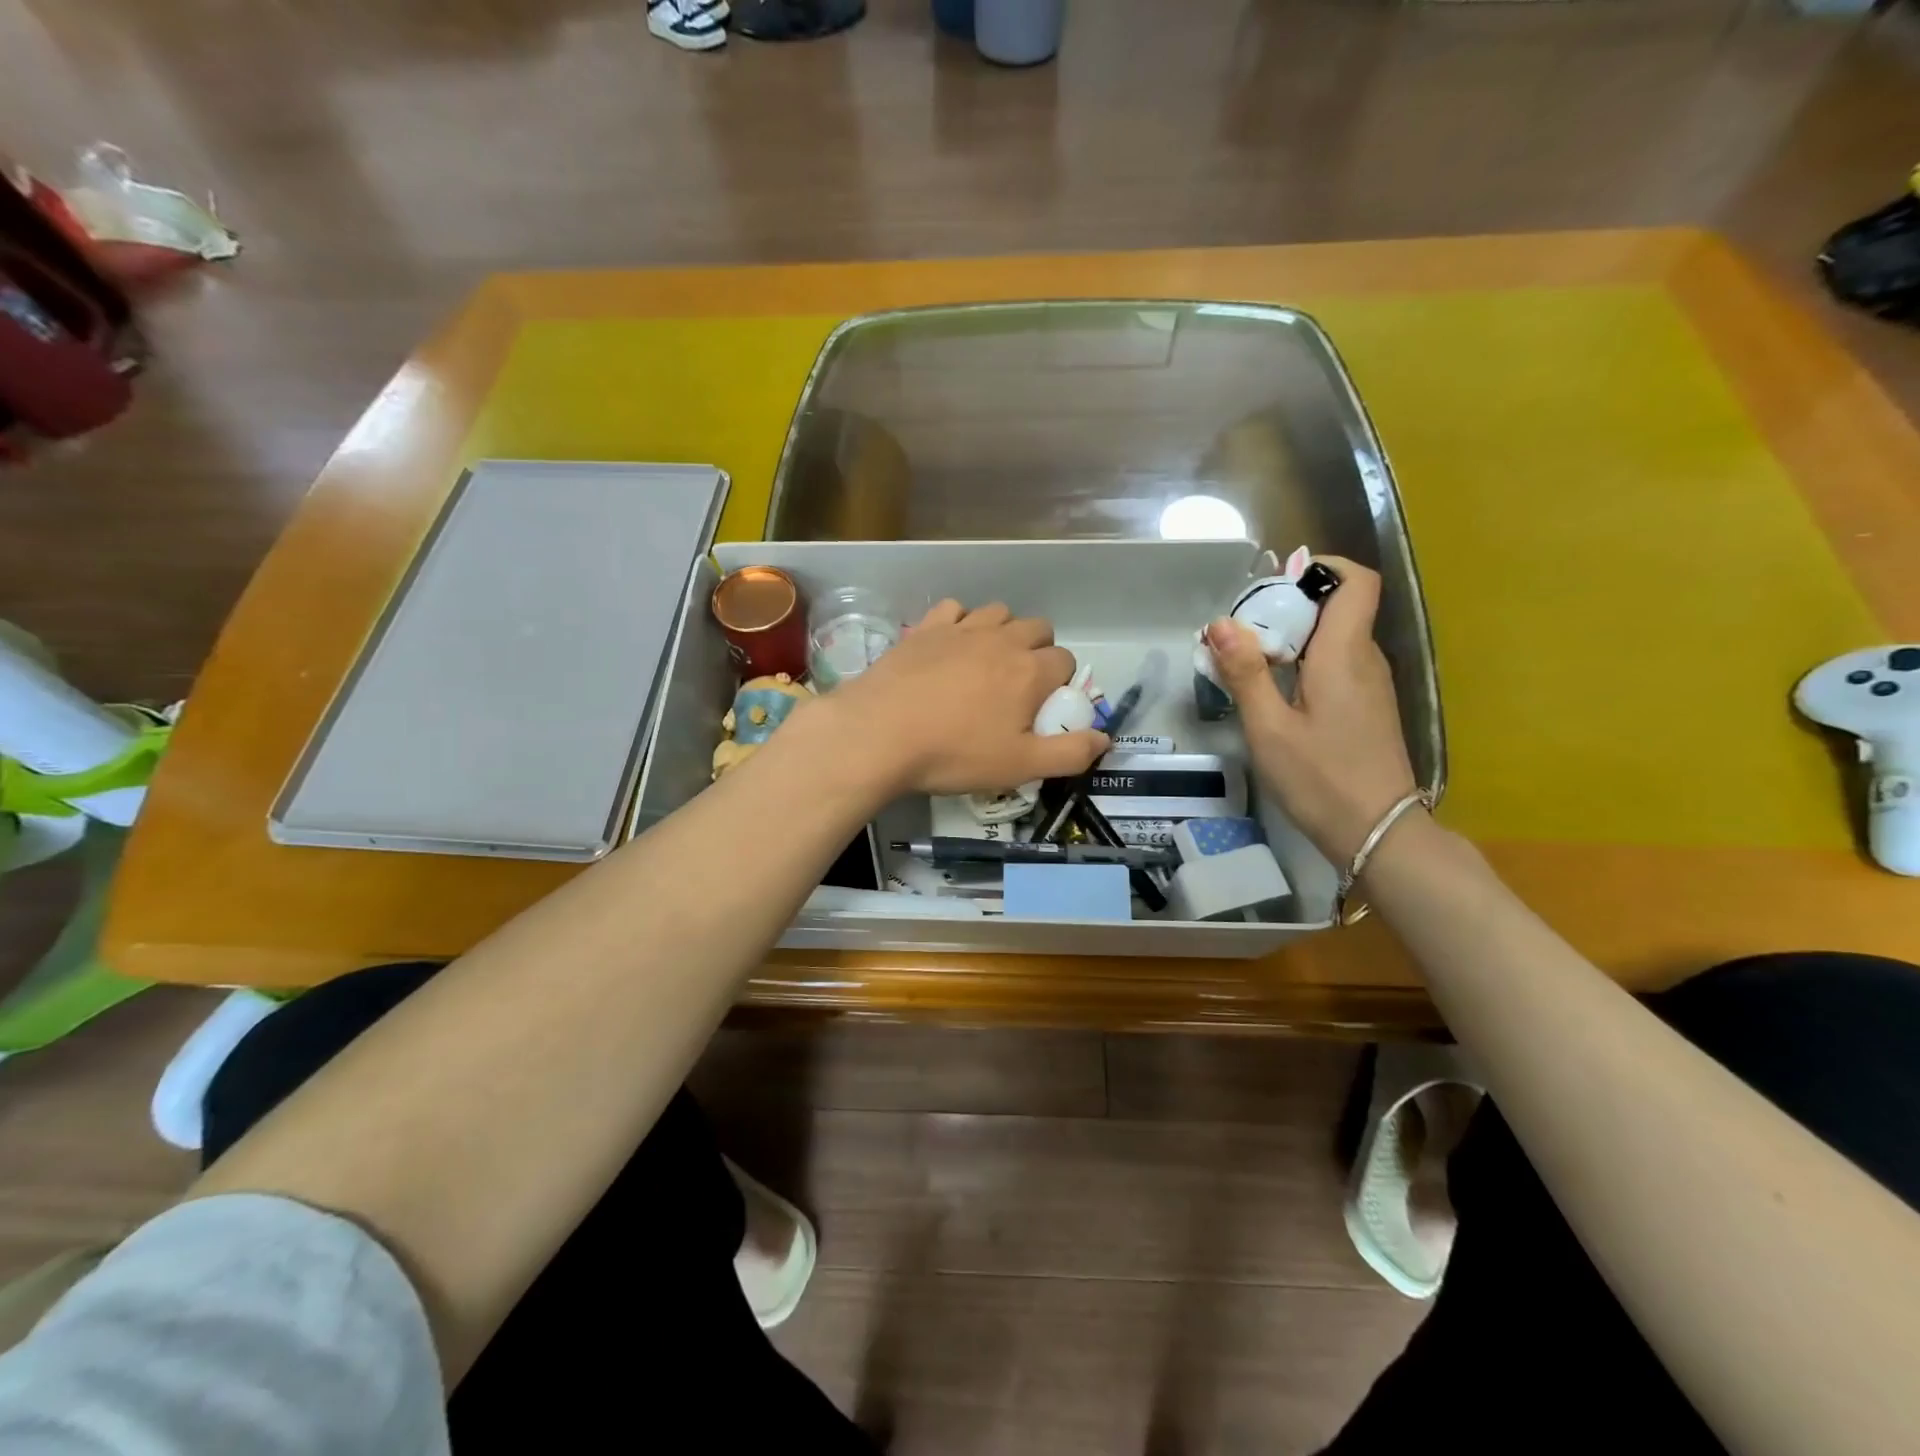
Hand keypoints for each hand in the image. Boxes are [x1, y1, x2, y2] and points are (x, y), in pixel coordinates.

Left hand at [814, 600, 1110, 796]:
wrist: (877, 734)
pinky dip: (960, 622)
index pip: (1065, 660)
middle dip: (1038, 650)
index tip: (1041, 709)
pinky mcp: (925, 628)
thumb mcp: (1020, 767)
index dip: (1060, 683)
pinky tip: (949, 646)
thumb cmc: (953, 754)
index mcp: (1029, 671)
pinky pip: (955, 609)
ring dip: (1003, 631)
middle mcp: (1001, 639)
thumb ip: (1070, 753)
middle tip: (1017, 687)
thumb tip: (1104, 738)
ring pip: (998, 612)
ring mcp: (960, 629)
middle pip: (1038, 627)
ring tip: (986, 664)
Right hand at [1204, 557, 1418, 866]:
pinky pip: (1338, 665)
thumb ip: (1245, 673)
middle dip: (1290, 607)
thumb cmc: (1320, 779)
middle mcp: (1366, 660)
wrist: (1378, 832)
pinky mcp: (1368, 708)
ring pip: (1335, 638)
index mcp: (1344, 655)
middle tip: (1242, 631)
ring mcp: (1372, 685)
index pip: (1357, 582)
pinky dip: (1306, 664)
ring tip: (1249, 662)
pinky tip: (1276, 693)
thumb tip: (1220, 623)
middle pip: (1338, 608)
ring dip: (1294, 638)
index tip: (1279, 583)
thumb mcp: (1269, 729)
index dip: (1323, 569)